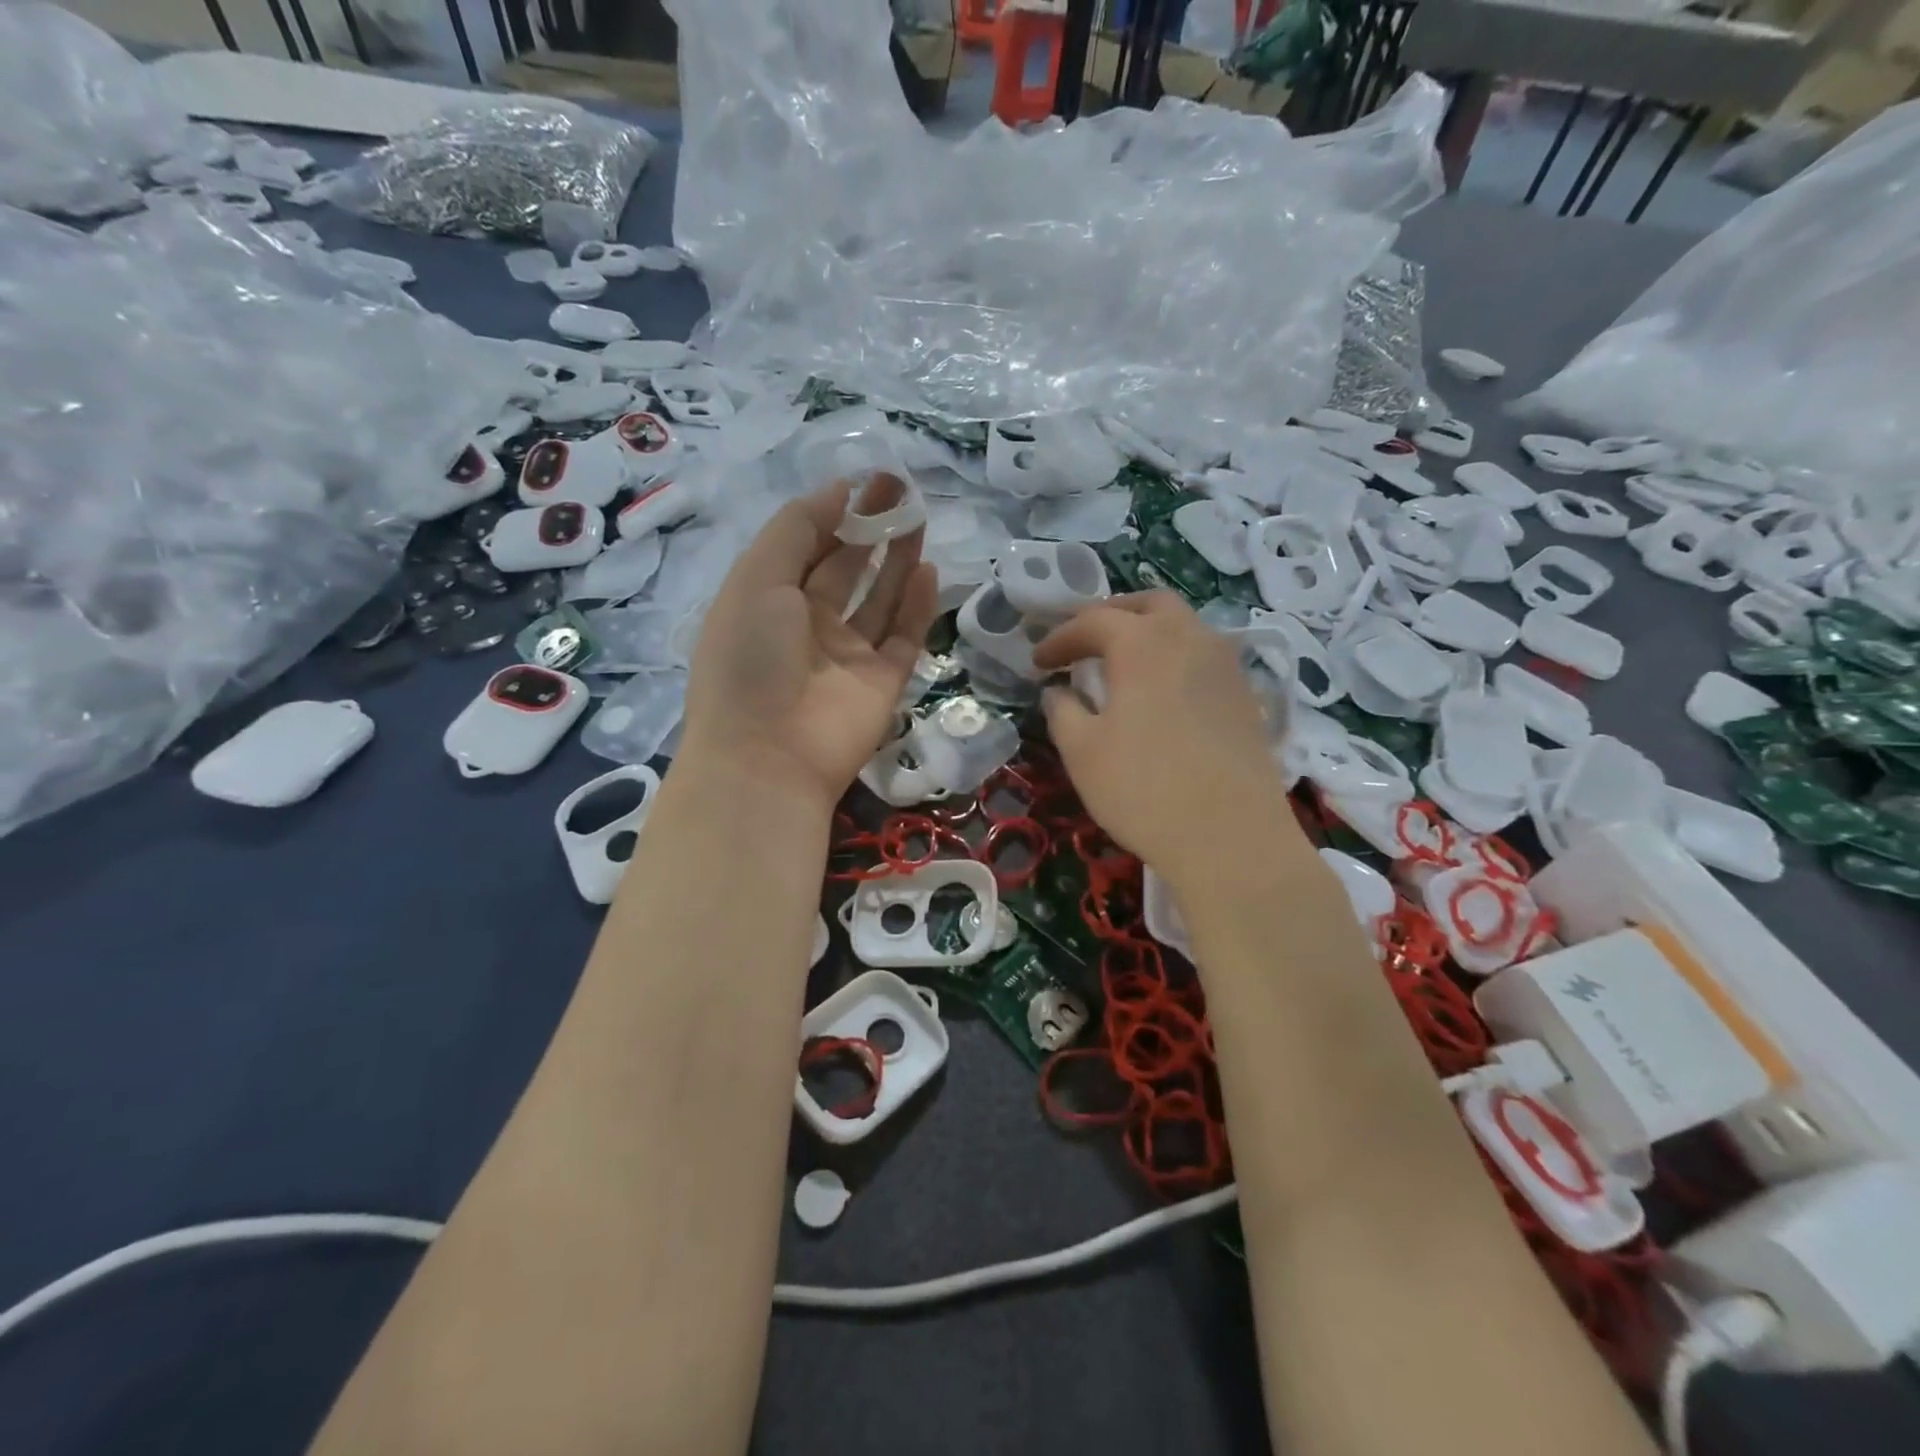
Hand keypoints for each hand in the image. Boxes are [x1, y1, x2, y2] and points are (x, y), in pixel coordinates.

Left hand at [679, 478, 937, 810]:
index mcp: (768, 601)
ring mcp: (847, 657)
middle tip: (902, 490)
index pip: (805, 546)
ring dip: (897, 559)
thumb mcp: (758, 578)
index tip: (867, 480)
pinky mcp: (882, 683)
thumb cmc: (750, 658)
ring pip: (879, 600)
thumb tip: (841, 491)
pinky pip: (904, 637)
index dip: (834, 512)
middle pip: (846, 568)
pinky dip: (917, 606)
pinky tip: (929, 571)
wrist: (769, 755)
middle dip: (871, 528)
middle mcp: (808, 626)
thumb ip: (798, 529)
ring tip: (919, 518)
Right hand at [1033, 593, 1304, 888]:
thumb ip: (1062, 710)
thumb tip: (1059, 691)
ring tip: (1122, 663)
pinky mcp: (1246, 695)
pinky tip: (1162, 691)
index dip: (1060, 638)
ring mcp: (1226, 665)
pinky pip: (1205, 655)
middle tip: (1084, 642)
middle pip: (1148, 604)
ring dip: (1148, 632)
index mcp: (1144, 643)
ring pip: (1184, 625)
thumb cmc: (1143, 790)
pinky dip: (1175, 657)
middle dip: (1110, 615)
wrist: (1231, 838)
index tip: (1038, 662)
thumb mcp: (1082, 751)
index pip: (1093, 621)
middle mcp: (1190, 638)